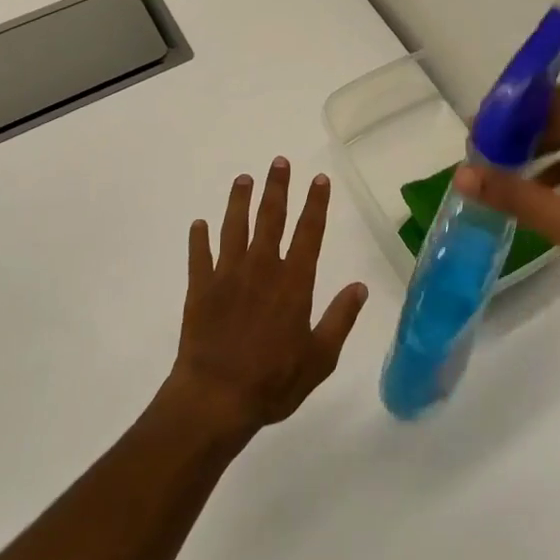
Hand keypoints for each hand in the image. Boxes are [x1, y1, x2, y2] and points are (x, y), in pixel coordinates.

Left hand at [164, 160, 367, 442]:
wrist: (215, 398)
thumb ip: (340, 319)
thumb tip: (360, 287)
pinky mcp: (200, 287)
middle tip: (279, 161)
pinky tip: (199, 224)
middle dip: (277, 188)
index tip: (319, 179)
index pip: (309, 232)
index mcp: (293, 282)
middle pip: (271, 218)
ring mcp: (227, 275)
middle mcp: (261, 268)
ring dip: (239, 201)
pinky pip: (199, 255)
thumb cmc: (273, 382)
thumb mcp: (319, 359)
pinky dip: (198, 238)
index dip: (315, 204)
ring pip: (234, 227)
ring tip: (243, 179)